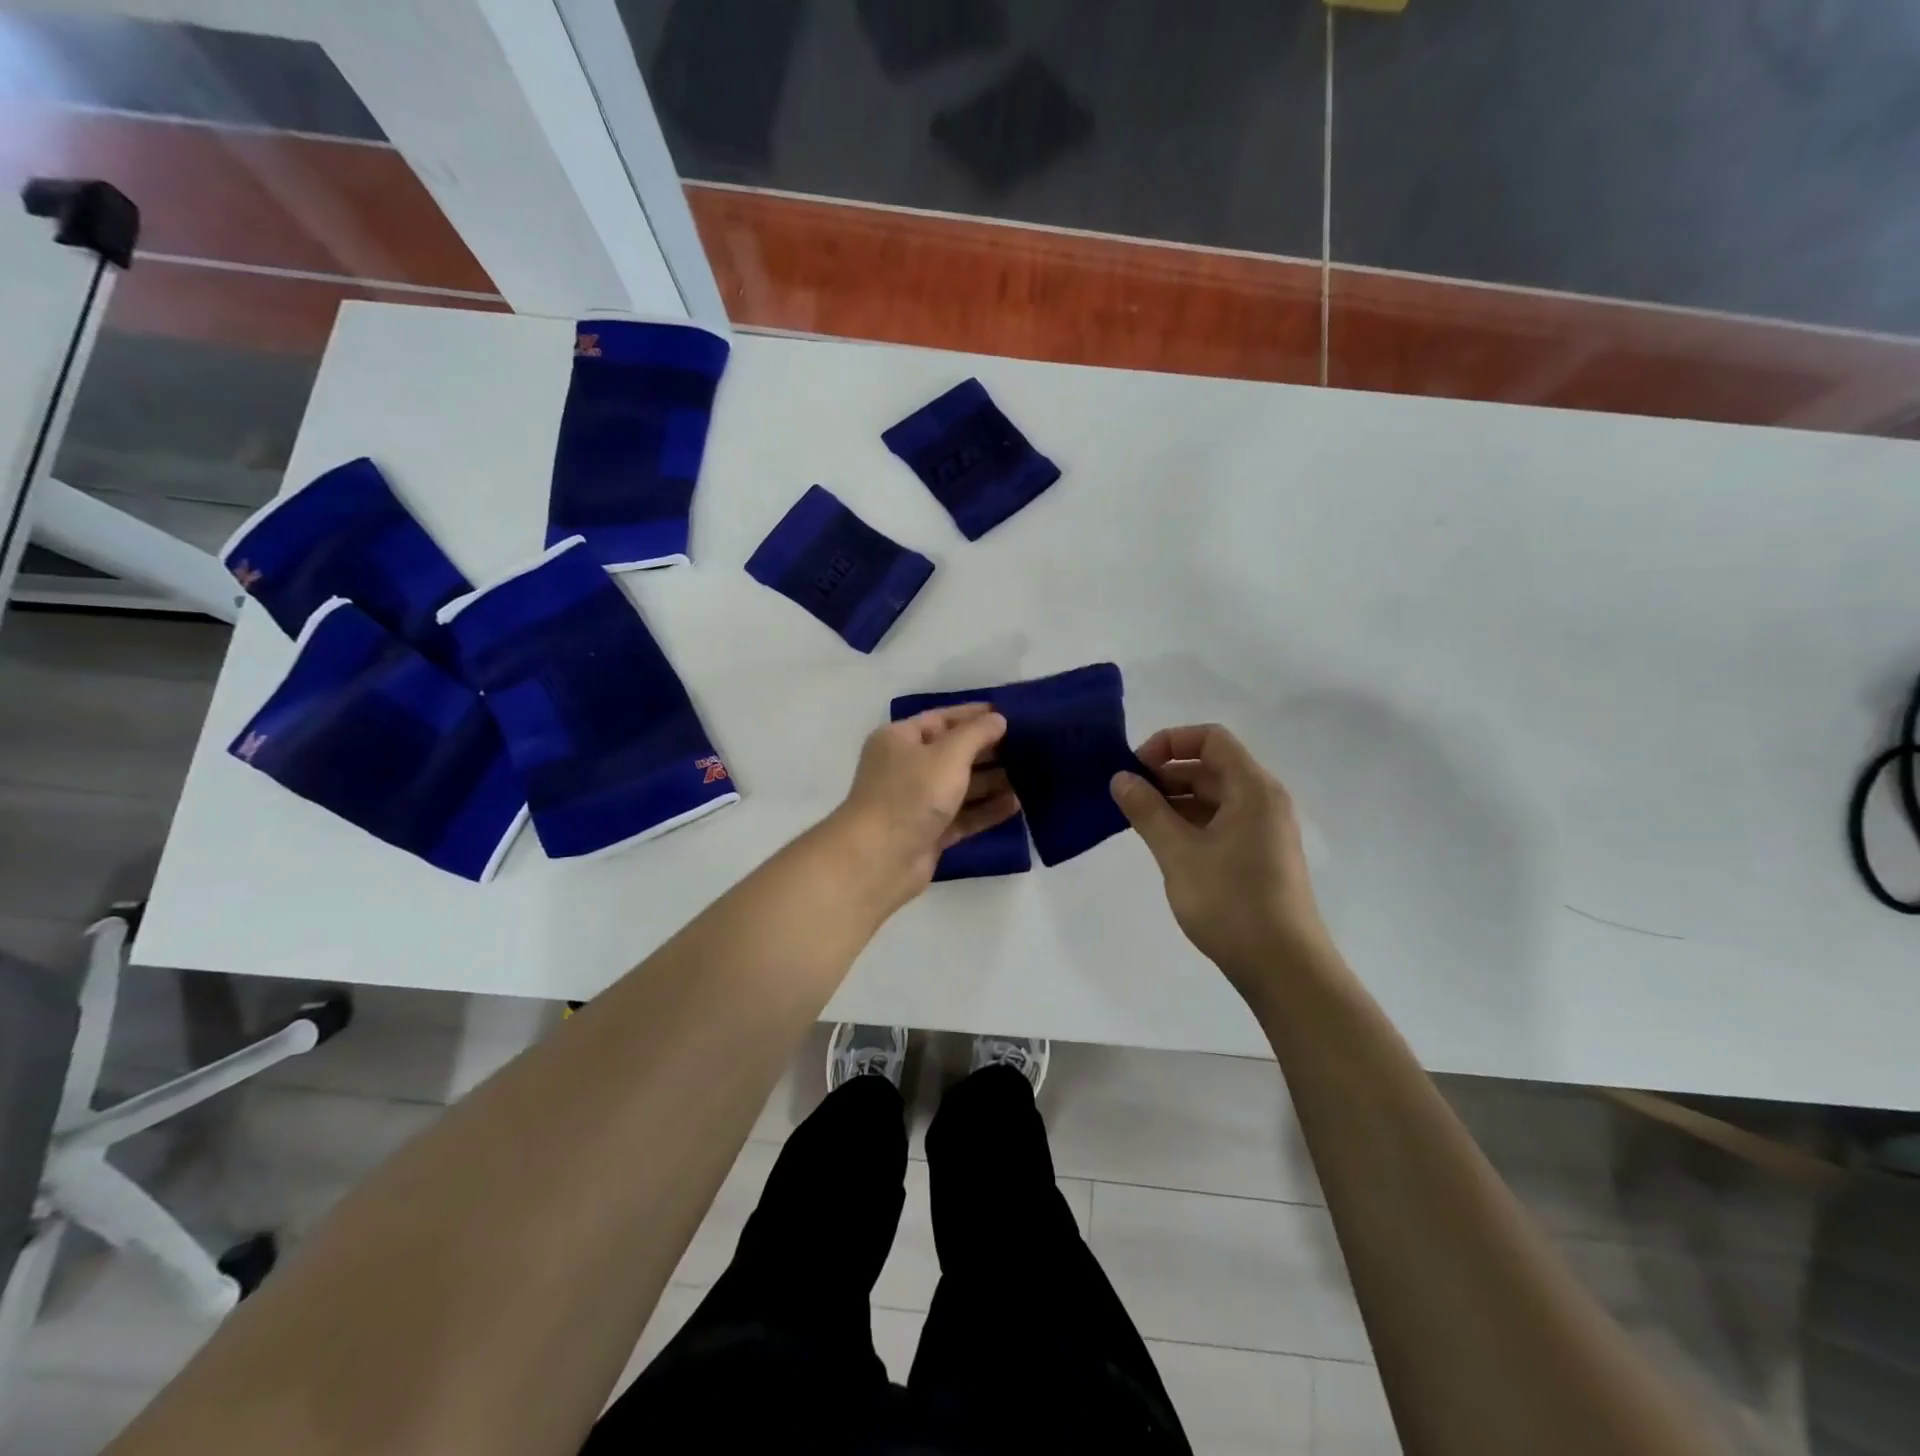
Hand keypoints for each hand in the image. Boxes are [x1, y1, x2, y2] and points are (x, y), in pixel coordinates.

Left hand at [832, 705, 1017, 904]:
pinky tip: (1017, 805)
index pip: (942, 719)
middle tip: (1029, 747)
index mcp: (899, 739)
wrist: (878, 859)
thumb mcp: (947, 755)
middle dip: (989, 750)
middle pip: (953, 753)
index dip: (975, 716)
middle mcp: (906, 768)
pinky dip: (986, 810)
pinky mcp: (929, 832)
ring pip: (961, 787)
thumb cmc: (910, 794)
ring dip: (993, 782)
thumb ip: (976, 734)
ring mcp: (917, 802)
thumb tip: (998, 719)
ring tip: (1031, 776)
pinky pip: (963, 816)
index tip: (1010, 714)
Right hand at [1111, 724, 1330, 992]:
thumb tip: (1120, 778)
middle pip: (1212, 766)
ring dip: (1175, 800)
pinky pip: (1221, 822)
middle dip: (1167, 773)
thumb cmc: (1231, 902)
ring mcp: (1264, 830)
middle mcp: (1264, 801)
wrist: (1284, 968)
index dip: (1170, 742)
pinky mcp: (1260, 856)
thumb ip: (1147, 811)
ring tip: (1138, 820)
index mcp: (1253, 789)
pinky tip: (1164, 843)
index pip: (1211, 739)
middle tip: (1127, 795)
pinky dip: (1190, 822)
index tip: (1136, 767)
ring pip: (1214, 797)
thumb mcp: (1178, 853)